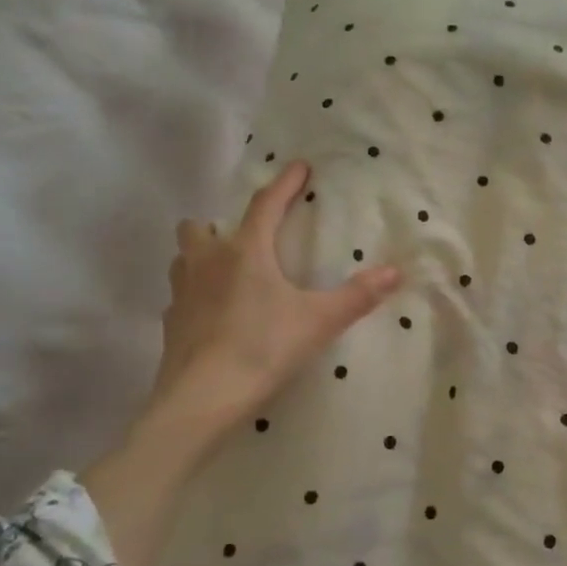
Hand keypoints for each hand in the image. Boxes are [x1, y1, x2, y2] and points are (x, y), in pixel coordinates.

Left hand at [149, 160, 401, 433]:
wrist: (202, 398)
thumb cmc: (263, 349)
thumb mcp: (318, 322)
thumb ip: (357, 295)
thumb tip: (395, 271)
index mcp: (245, 252)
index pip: (266, 205)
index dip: (285, 184)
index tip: (299, 167)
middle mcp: (206, 262)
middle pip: (200, 226)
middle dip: (219, 225)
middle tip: (244, 240)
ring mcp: (181, 293)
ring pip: (183, 258)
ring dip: (201, 257)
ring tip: (226, 274)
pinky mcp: (170, 324)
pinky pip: (181, 296)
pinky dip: (196, 296)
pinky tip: (213, 316)